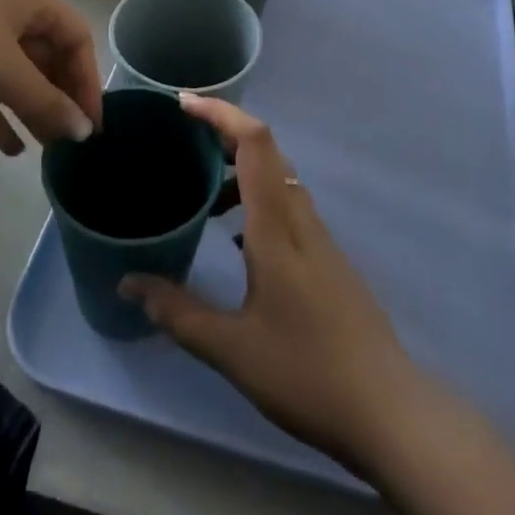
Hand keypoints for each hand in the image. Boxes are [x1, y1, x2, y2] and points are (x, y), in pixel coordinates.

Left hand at [0, 0, 101, 154]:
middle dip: (58, 98)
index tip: (89, 126)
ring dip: (31, 108)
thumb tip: (82, 131)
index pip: (76, 38)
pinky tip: (9, 148)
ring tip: (45, 149)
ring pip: (15, 72)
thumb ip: (46, 102)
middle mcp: (9, 8)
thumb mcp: (5, 71)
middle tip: (67, 140)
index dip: (88, 82)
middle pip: (47, 55)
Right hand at [121, 94, 422, 470]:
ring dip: (240, 168)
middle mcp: (299, 217)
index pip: (254, 141)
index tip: (182, 104)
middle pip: (266, 150)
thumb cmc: (306, 371)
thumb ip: (178, 312)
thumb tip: (128, 283)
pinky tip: (234, 237)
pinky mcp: (325, 257)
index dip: (220, 112)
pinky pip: (286, 204)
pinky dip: (254, 199)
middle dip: (224, 131)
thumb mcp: (231, 348)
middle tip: (181, 137)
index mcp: (277, 224)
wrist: (386, 409)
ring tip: (200, 188)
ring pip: (278, 177)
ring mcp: (317, 237)